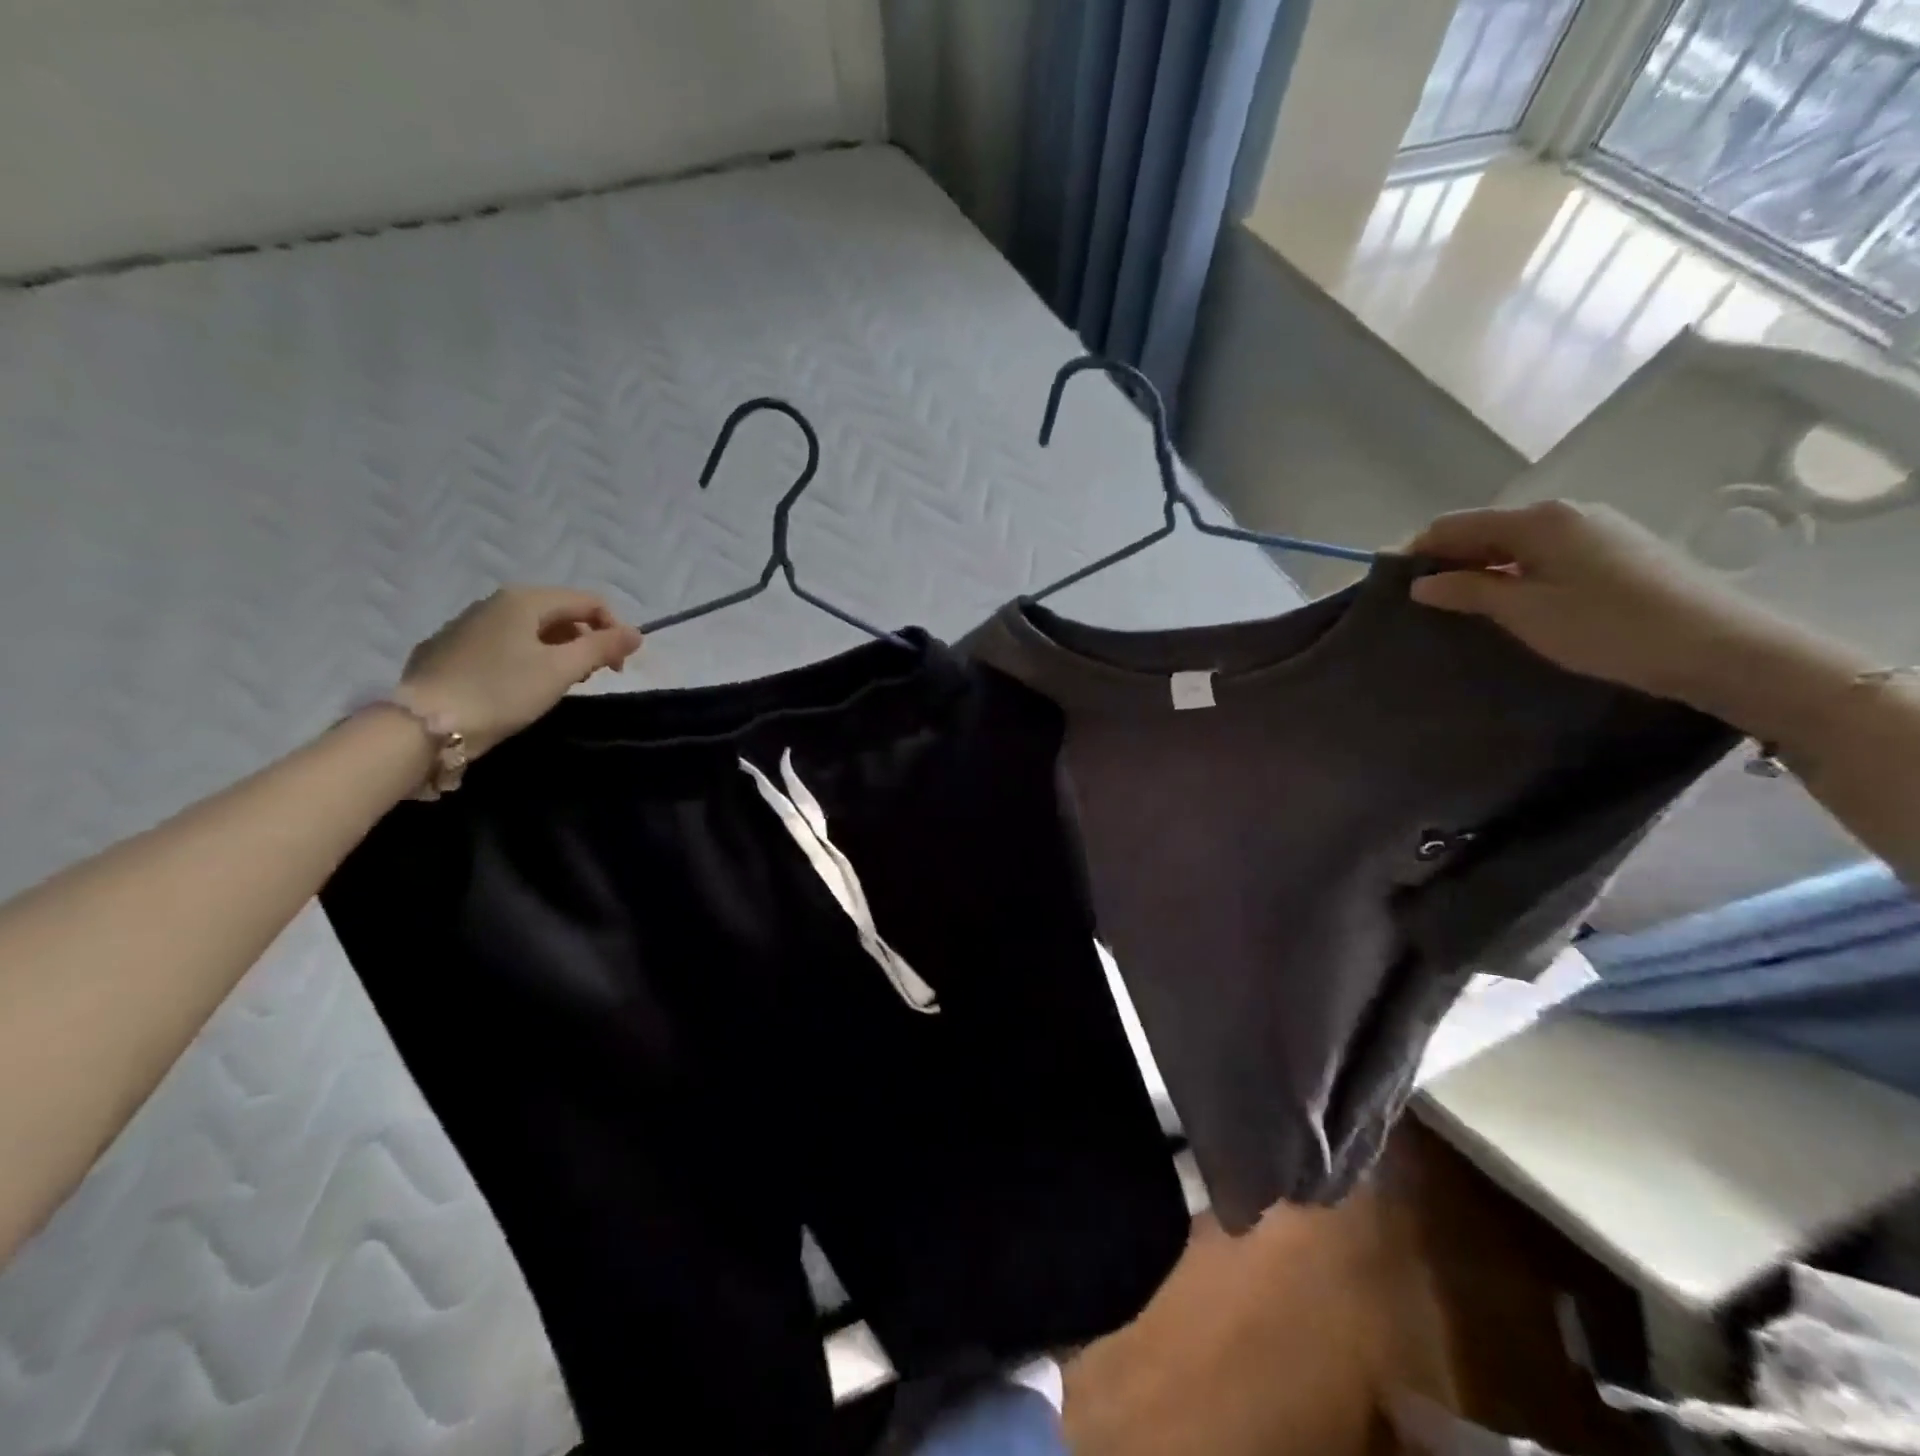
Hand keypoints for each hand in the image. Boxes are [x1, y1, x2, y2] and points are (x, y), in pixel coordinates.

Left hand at [399, 587, 642, 756]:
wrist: (424, 725)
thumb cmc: (502, 692)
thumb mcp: (562, 670)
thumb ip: (603, 647)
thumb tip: (636, 633)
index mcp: (525, 600)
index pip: (588, 601)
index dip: (614, 630)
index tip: (618, 668)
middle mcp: (495, 602)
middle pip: (560, 613)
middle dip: (586, 642)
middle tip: (590, 678)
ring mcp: (469, 624)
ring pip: (532, 630)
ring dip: (558, 652)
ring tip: (559, 685)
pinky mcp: (450, 648)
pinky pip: (504, 644)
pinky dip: (527, 659)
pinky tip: (520, 687)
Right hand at [1406, 501, 1797, 709]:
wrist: (1719, 647)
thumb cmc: (1607, 628)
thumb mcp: (1525, 613)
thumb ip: (1469, 591)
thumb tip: (1422, 583)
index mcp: (1537, 520)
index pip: (1455, 525)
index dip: (1418, 549)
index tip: (1389, 582)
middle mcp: (1565, 513)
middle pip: (1485, 529)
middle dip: (1448, 559)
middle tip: (1419, 601)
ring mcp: (1595, 529)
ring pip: (1515, 543)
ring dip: (1481, 568)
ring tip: (1459, 606)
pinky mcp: (1615, 551)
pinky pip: (1544, 554)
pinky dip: (1514, 573)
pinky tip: (1510, 603)